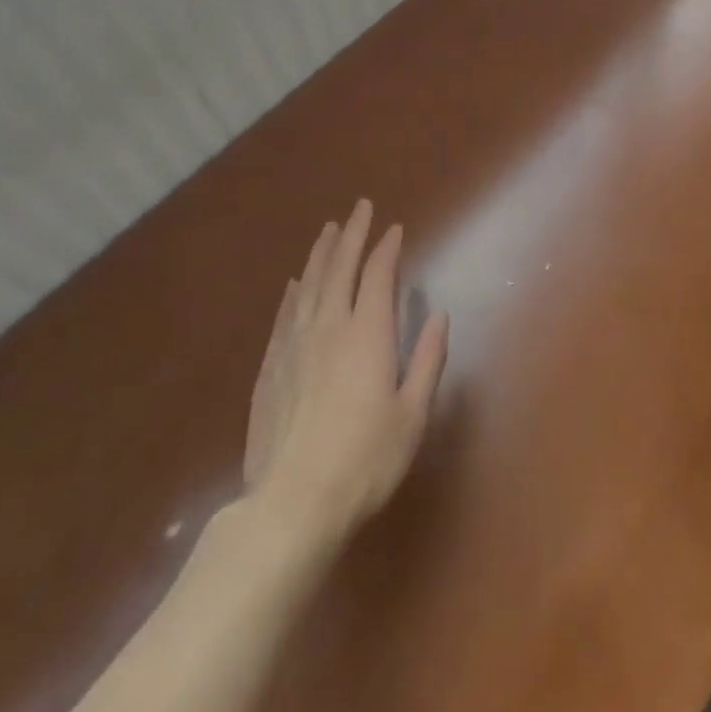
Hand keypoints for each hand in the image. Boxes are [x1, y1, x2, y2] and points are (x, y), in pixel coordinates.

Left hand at [243, 200, 449, 550]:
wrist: (292, 503)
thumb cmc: (365, 461)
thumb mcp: (412, 415)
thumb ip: (426, 361)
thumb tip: (439, 316)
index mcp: (366, 334)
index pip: (376, 275)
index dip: (386, 248)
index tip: (394, 229)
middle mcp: (328, 327)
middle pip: (339, 267)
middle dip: (352, 234)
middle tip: (359, 208)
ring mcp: (294, 345)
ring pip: (308, 284)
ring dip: (321, 253)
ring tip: (329, 230)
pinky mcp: (271, 368)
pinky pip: (284, 315)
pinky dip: (293, 292)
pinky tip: (295, 283)